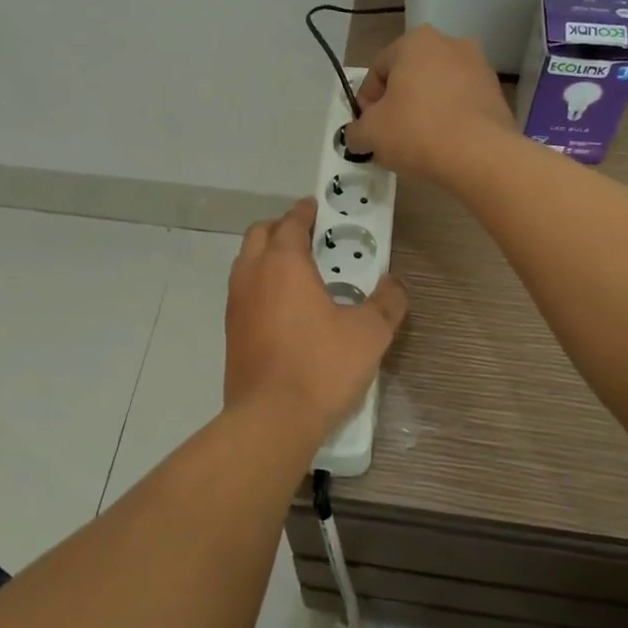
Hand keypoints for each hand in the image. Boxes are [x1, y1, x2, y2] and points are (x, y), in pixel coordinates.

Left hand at [223, 199, 407, 446]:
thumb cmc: (322, 366)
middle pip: (260, 235)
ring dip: (267, 256)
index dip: (306, 212)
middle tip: (309, 238)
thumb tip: (396, 285)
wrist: (271, 419)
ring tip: (298, 272)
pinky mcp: (231, 332)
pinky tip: (284, 309)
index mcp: (284, 264)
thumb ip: (387, 302)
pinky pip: (244, 292)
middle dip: (282, 228)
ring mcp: (236, 304)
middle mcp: (253, 275)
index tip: (317, 208)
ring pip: (246, 263)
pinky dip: (260, 285)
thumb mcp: (370, 333)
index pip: (291, 222)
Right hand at [343, 26, 512, 184]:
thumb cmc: (416, 131)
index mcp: (415, 41)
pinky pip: (461, 103)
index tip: (368, 129)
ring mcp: (479, 66)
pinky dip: (449, 119)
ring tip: (418, 143)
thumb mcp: (370, 133)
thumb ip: (355, 130)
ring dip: (424, 111)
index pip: (377, 71)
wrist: (480, 155)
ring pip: (437, 90)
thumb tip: (358, 135)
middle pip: (409, 77)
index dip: (366, 103)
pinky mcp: (496, 92)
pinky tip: (444, 144)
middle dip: (397, 104)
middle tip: (390, 136)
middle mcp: (450, 43)